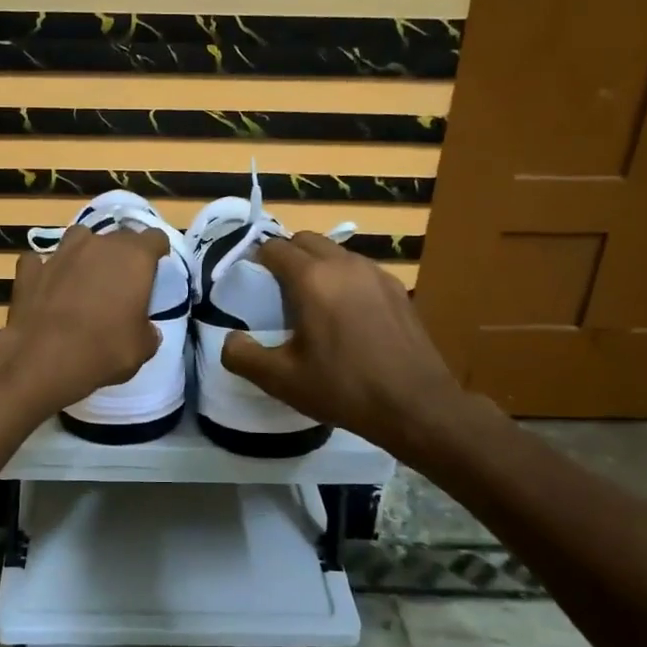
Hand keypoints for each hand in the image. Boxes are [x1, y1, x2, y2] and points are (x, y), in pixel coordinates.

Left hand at [0, 224, 168, 415]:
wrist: (44, 358)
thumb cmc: (105, 349)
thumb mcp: (143, 348)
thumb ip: (148, 331)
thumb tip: (146, 330)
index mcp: (134, 257)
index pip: (155, 238)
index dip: (157, 252)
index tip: (156, 269)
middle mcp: (98, 245)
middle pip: (118, 237)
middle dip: (122, 254)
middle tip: (122, 282)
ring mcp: (60, 253)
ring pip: (78, 238)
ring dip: (84, 253)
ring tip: (84, 277)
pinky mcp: (30, 269)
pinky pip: (40, 261)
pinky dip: (45, 271)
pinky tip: (47, 287)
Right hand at [221, 233, 469, 450]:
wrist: (416, 405)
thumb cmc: (343, 389)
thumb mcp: (281, 380)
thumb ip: (242, 356)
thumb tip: (230, 339)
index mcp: (311, 279)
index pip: (275, 248)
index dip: (257, 261)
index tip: (251, 284)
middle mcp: (344, 264)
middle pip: (306, 240)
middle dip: (287, 256)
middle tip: (277, 291)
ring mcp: (376, 274)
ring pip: (336, 252)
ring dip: (317, 266)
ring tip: (312, 302)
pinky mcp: (398, 289)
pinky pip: (361, 270)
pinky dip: (345, 280)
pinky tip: (347, 315)